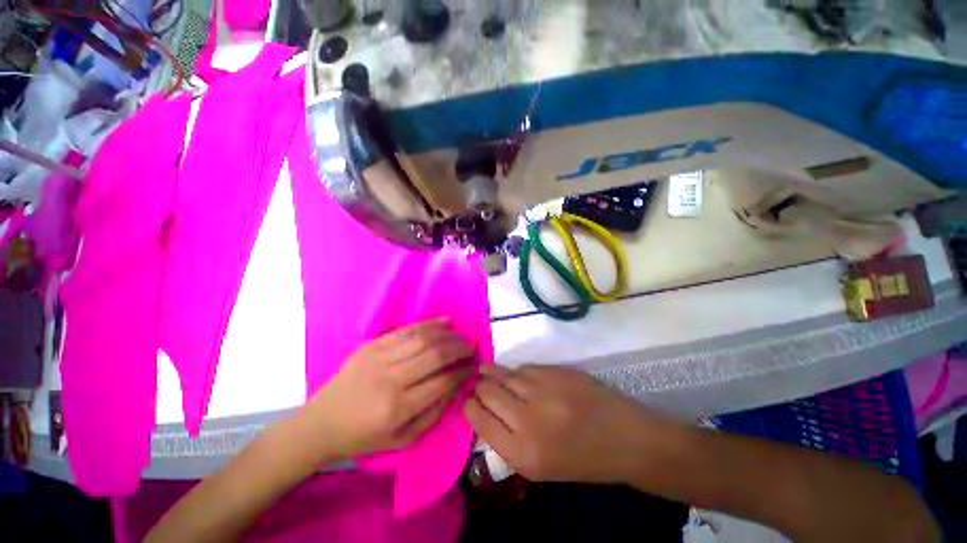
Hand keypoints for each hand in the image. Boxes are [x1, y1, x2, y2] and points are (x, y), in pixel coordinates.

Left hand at [304, 318, 475, 461]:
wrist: (320, 422)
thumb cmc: (363, 437)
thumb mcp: (403, 439)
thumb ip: (434, 412)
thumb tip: (458, 384)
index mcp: (398, 408)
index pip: (442, 381)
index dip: (463, 371)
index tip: (475, 365)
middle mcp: (390, 379)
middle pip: (435, 354)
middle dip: (460, 348)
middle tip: (472, 347)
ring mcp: (379, 357)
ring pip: (423, 337)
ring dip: (448, 334)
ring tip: (461, 335)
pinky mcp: (372, 344)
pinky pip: (406, 329)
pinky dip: (429, 324)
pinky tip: (445, 321)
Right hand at [464, 364, 674, 482]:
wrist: (625, 438)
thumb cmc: (581, 459)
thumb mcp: (539, 465)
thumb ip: (507, 438)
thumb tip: (483, 409)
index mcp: (523, 453)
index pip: (479, 420)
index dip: (469, 406)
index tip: (467, 399)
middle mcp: (528, 420)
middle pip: (488, 392)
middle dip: (478, 386)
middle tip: (475, 382)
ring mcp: (544, 391)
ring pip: (504, 374)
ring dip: (492, 372)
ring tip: (485, 370)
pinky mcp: (556, 372)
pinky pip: (524, 367)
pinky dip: (516, 371)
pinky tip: (515, 374)